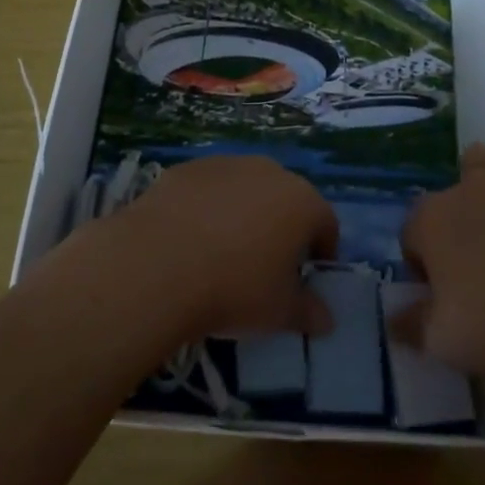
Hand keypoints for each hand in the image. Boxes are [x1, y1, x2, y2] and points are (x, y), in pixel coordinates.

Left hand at [108, 155, 338, 339]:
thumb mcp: (279, 313)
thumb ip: (308, 313)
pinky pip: (209, 189)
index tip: (305, 280)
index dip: (321, 253)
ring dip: (244, 214)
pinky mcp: (188, 168)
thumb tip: (326, 320)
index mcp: (302, 202)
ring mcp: (226, 164)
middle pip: (286, 200)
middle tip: (265, 267)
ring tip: (223, 253)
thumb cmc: (234, 289)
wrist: (158, 263)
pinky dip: (207, 208)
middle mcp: (270, 172)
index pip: (326, 224)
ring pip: (246, 189)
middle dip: (282, 229)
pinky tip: (190, 240)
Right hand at [396, 71, 484, 395]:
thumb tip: (396, 316)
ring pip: (481, 164)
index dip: (429, 269)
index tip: (450, 298)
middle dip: (456, 234)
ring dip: (482, 186)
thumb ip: (410, 322)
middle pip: (448, 204)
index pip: (414, 238)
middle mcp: (462, 187)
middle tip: (483, 279)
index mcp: (430, 221)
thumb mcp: (442, 342)